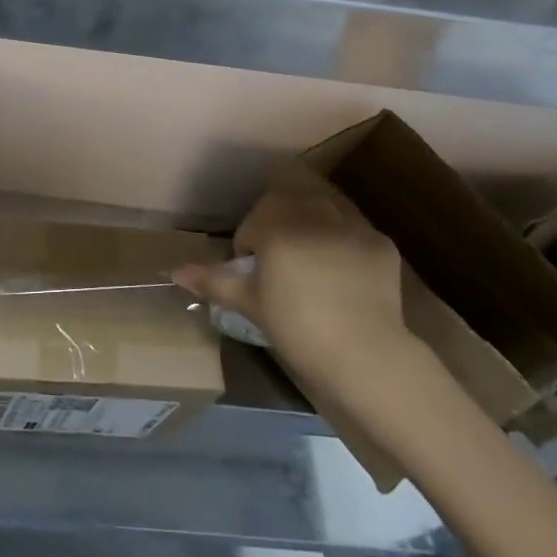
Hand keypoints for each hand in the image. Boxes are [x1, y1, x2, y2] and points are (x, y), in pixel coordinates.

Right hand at [171, 162, 412, 392]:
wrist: (366, 355)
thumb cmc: (298, 329)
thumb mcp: (251, 304)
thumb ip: (214, 281)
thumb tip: (176, 271)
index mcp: (277, 226)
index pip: (253, 221)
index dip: (249, 244)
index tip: (254, 271)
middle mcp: (314, 214)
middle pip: (288, 202)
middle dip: (279, 222)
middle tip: (281, 259)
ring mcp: (352, 225)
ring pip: (323, 207)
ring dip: (312, 223)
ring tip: (313, 258)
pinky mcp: (380, 242)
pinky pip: (354, 230)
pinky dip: (344, 242)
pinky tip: (345, 272)